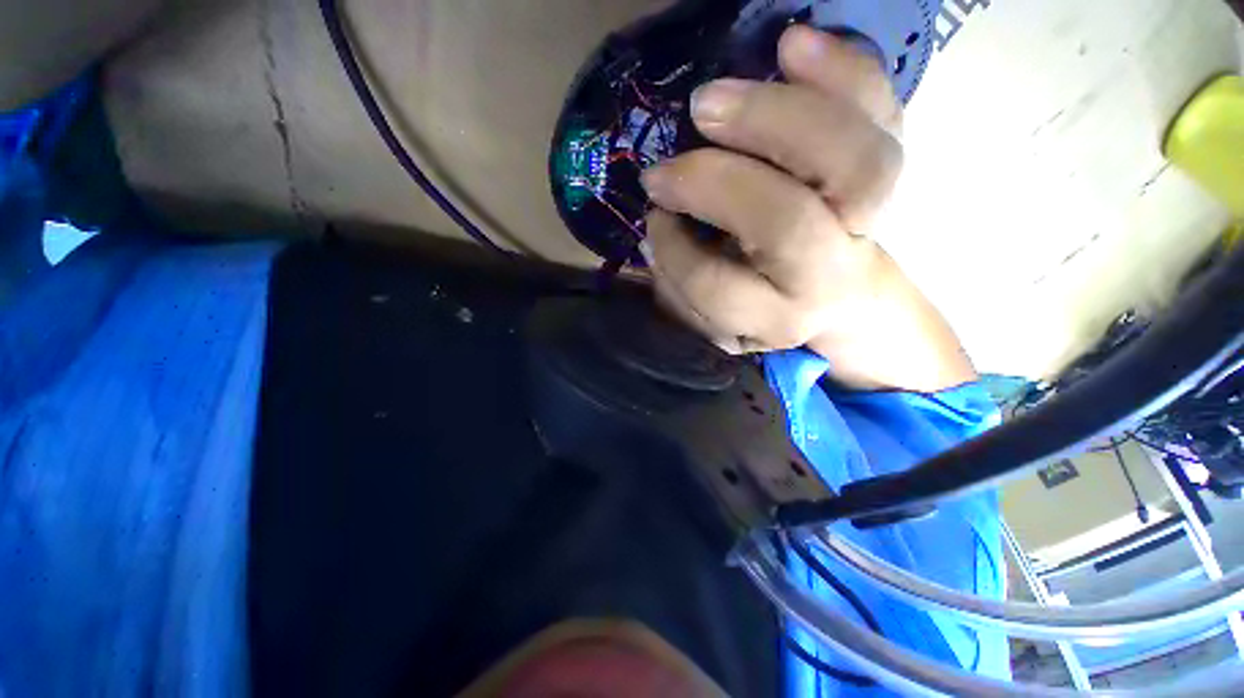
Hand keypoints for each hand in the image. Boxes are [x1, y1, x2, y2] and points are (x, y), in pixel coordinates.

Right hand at [639, 25, 975, 392]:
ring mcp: (869, 220)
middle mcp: (826, 276)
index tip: (654, 221)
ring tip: (710, 100)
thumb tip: (662, 226)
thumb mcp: (711, 316)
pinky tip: (790, 47)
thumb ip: (680, 284)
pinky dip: (842, 71)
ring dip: (774, 118)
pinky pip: (881, 114)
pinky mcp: (886, 172)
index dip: (674, 252)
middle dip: (716, 184)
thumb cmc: (759, 302)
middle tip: (665, 168)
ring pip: (851, 164)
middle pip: (786, 223)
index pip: (718, 288)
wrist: (834, 293)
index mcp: (775, 317)